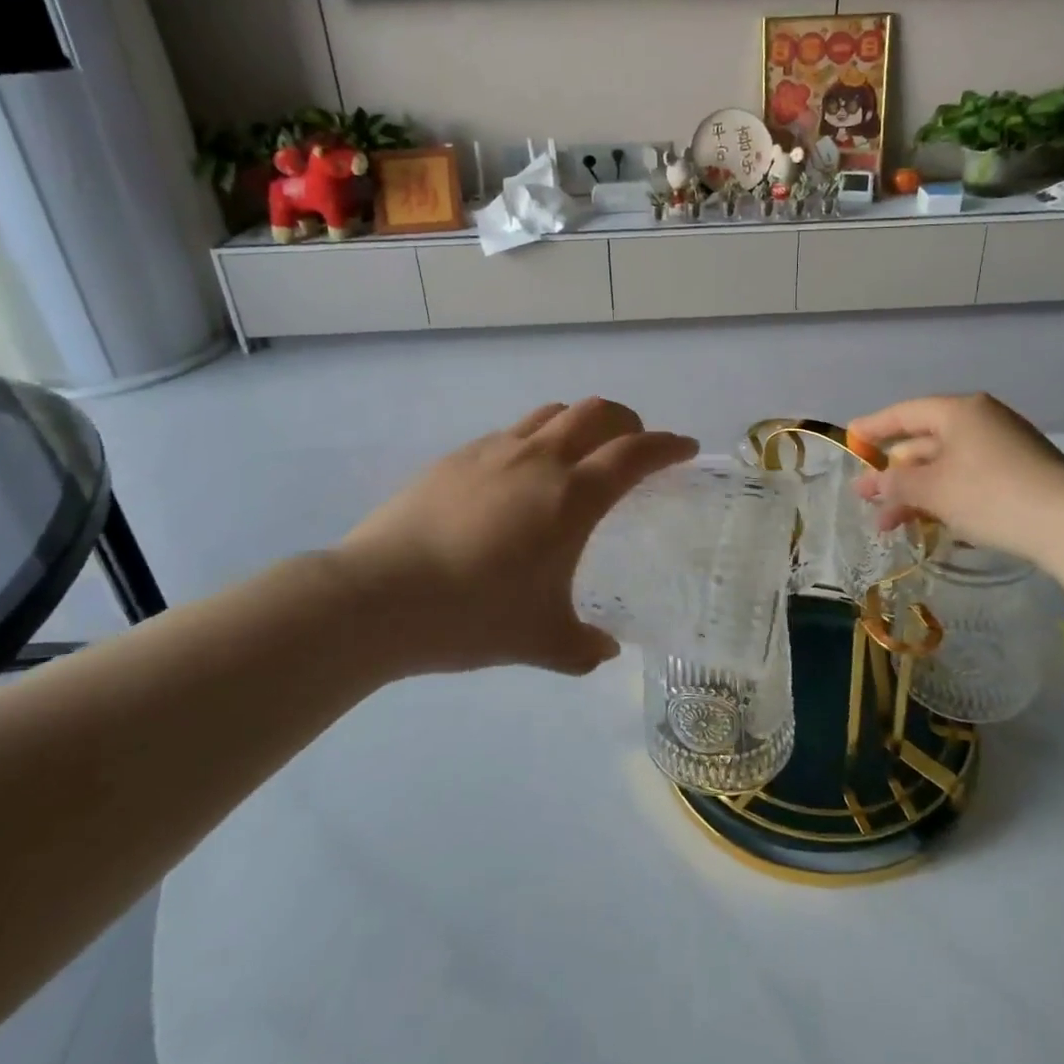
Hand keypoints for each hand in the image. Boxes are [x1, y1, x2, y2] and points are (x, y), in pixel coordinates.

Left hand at [339, 398, 696, 676]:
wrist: (377, 596)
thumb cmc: (471, 615)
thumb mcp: (539, 641)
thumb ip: (582, 647)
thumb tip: (607, 650)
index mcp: (571, 497)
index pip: (635, 454)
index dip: (667, 446)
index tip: (685, 448)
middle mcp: (539, 460)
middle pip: (597, 413)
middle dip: (627, 421)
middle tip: (635, 445)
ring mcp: (494, 451)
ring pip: (551, 414)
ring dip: (579, 424)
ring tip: (580, 455)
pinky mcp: (456, 457)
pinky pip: (512, 433)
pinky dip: (535, 440)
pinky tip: (520, 478)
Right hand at [846, 394, 1063, 568]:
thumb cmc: (989, 494)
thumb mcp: (931, 489)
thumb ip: (894, 483)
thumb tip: (871, 484)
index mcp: (959, 411)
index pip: (905, 413)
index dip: (873, 428)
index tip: (850, 440)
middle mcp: (981, 420)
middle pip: (924, 442)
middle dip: (893, 473)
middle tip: (866, 498)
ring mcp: (1004, 447)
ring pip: (945, 466)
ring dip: (916, 493)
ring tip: (891, 525)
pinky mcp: (1020, 474)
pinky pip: (968, 479)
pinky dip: (944, 497)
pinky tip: (931, 524)